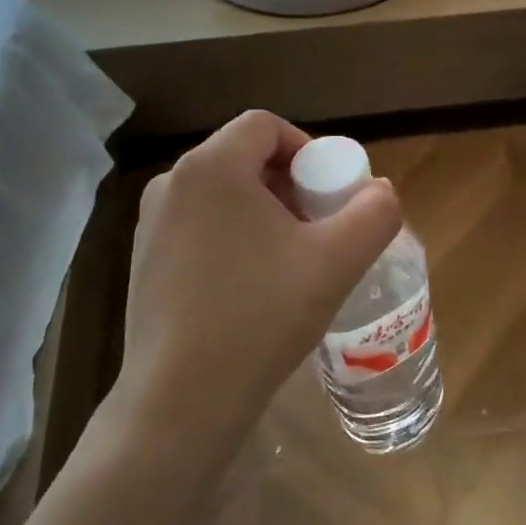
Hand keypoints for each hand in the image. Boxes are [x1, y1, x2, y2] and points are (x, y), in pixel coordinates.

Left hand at [116, 110, 401, 428]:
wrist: (183, 398)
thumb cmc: (262, 316)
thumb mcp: (337, 262)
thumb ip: (374, 214)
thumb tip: (381, 192)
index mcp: (212, 167)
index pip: (266, 126)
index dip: (309, 148)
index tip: (332, 193)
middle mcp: (171, 184)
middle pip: (243, 158)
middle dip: (290, 184)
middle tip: (320, 228)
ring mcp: (149, 225)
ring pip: (221, 195)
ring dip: (263, 212)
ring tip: (291, 260)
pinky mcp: (143, 262)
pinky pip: (199, 227)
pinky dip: (233, 237)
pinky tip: (252, 288)